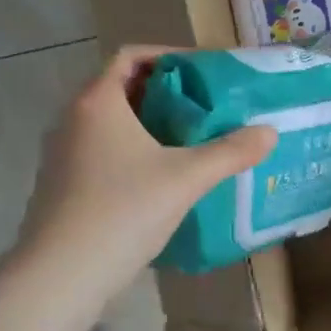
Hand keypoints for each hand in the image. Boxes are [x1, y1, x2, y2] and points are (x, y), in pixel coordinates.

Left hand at [12, 45, 277, 309]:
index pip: (131, 55)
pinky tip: (160, 179)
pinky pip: (102, 151)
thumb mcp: (185, 179)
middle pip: (122, 87)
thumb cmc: (122, 211)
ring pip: (111, 123)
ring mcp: (62, 153)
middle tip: (206, 109)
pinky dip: (132, 151)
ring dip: (149, 124)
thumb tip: (269, 132)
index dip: (170, 57)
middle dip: (166, 93)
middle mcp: (73, 118)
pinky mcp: (62, 184)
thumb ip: (230, 152)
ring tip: (190, 142)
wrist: (60, 275)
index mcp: (97, 101)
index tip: (204, 73)